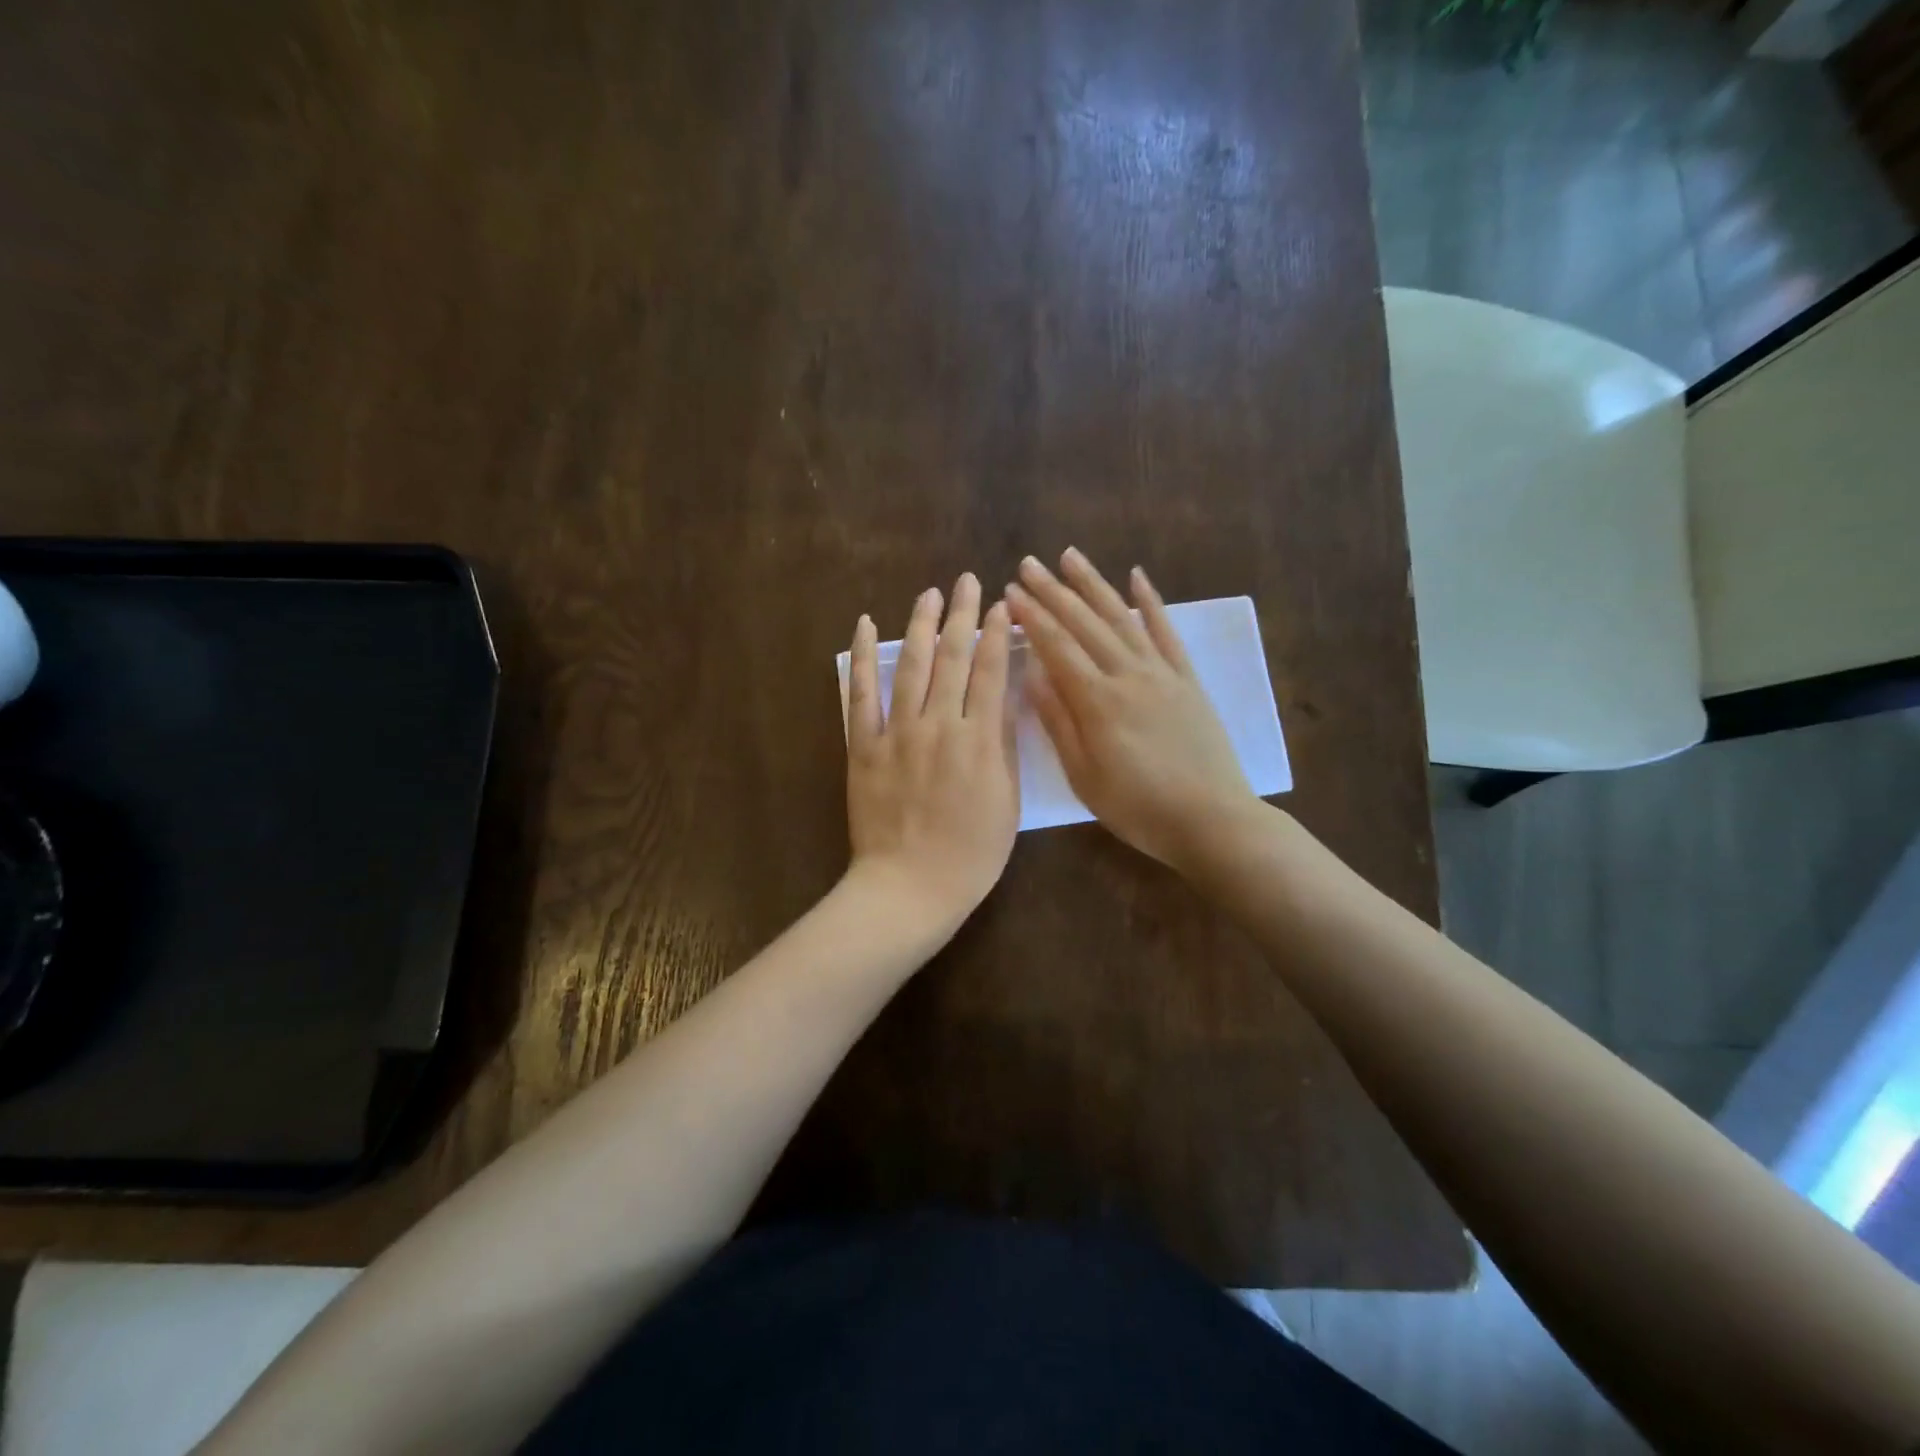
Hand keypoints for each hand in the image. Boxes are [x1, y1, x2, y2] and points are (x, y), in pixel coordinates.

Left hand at [845, 573, 1018, 935]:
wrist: (909, 887)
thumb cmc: (971, 853)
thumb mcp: (1006, 800)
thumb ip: (1003, 742)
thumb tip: (1005, 693)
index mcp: (978, 740)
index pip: (990, 672)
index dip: (997, 634)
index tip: (1002, 606)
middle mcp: (938, 724)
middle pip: (952, 658)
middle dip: (962, 615)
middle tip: (968, 581)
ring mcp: (896, 733)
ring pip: (910, 666)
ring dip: (920, 625)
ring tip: (930, 594)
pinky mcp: (863, 746)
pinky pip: (860, 694)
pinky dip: (861, 658)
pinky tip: (864, 626)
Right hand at [1007, 548, 1256, 869]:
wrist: (1211, 820)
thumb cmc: (1137, 807)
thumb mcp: (1083, 776)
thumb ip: (1057, 721)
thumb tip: (1031, 674)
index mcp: (1097, 701)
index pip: (1056, 647)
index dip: (1032, 617)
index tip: (1010, 592)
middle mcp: (1128, 674)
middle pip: (1085, 623)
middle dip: (1053, 591)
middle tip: (1028, 564)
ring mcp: (1161, 673)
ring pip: (1121, 617)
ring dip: (1093, 584)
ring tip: (1070, 556)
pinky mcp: (1187, 680)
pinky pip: (1167, 632)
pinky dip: (1151, 602)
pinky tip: (1137, 576)